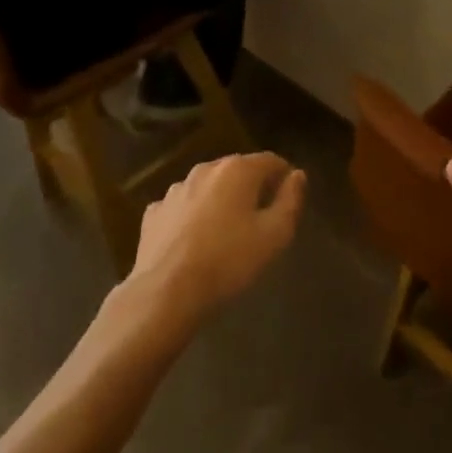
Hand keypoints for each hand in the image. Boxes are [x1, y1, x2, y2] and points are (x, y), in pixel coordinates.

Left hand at [129, 152, 305, 322]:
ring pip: (208, 187)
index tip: (289, 199)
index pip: (271, 160)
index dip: (284, 177)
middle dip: (253, 187)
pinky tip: (195, 241)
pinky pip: (183, 207)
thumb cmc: (229, 260)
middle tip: (262, 218)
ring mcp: (175, 190)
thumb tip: (297, 175)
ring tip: (227, 231)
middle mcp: (205, 170)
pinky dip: (193, 216)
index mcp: (237, 170)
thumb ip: (291, 200)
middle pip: (238, 170)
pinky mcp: (154, 213)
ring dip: (221, 200)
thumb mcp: (275, 235)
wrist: (166, 291)